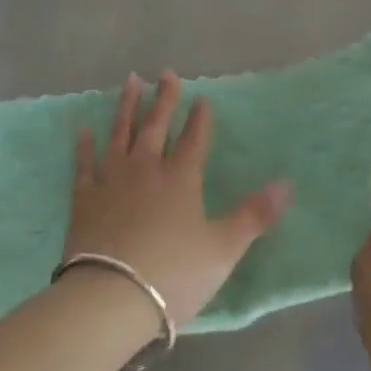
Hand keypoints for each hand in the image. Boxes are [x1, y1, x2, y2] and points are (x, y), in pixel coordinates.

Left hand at [66, 70, 291, 327]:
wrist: (110, 298)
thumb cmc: (173, 274)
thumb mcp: (223, 248)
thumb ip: (254, 215)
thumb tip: (287, 183)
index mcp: (182, 178)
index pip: (194, 139)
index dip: (200, 118)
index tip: (202, 98)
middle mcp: (147, 168)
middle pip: (157, 125)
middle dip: (165, 98)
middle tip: (167, 73)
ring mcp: (112, 179)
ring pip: (121, 133)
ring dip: (127, 106)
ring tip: (132, 80)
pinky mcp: (84, 198)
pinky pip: (84, 164)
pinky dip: (84, 146)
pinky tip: (83, 130)